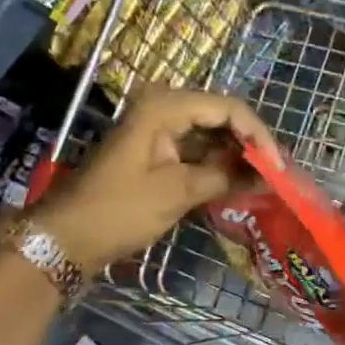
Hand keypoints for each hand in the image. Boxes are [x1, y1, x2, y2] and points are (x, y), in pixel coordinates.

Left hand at [31, 90, 276, 268]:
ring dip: (236, 155)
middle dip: (250, 144)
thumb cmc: (119, 210)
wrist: (65, 238)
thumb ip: (226, 177)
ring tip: (263, 180)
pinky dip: (217, 165)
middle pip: (222, 116)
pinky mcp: (155, 151)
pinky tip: (237, 183)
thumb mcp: (178, 192)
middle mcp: (163, 107)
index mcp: (166, 106)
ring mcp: (157, 129)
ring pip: (211, 133)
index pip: (229, 108)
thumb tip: (268, 177)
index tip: (278, 169)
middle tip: (276, 174)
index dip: (259, 136)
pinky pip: (196, 149)